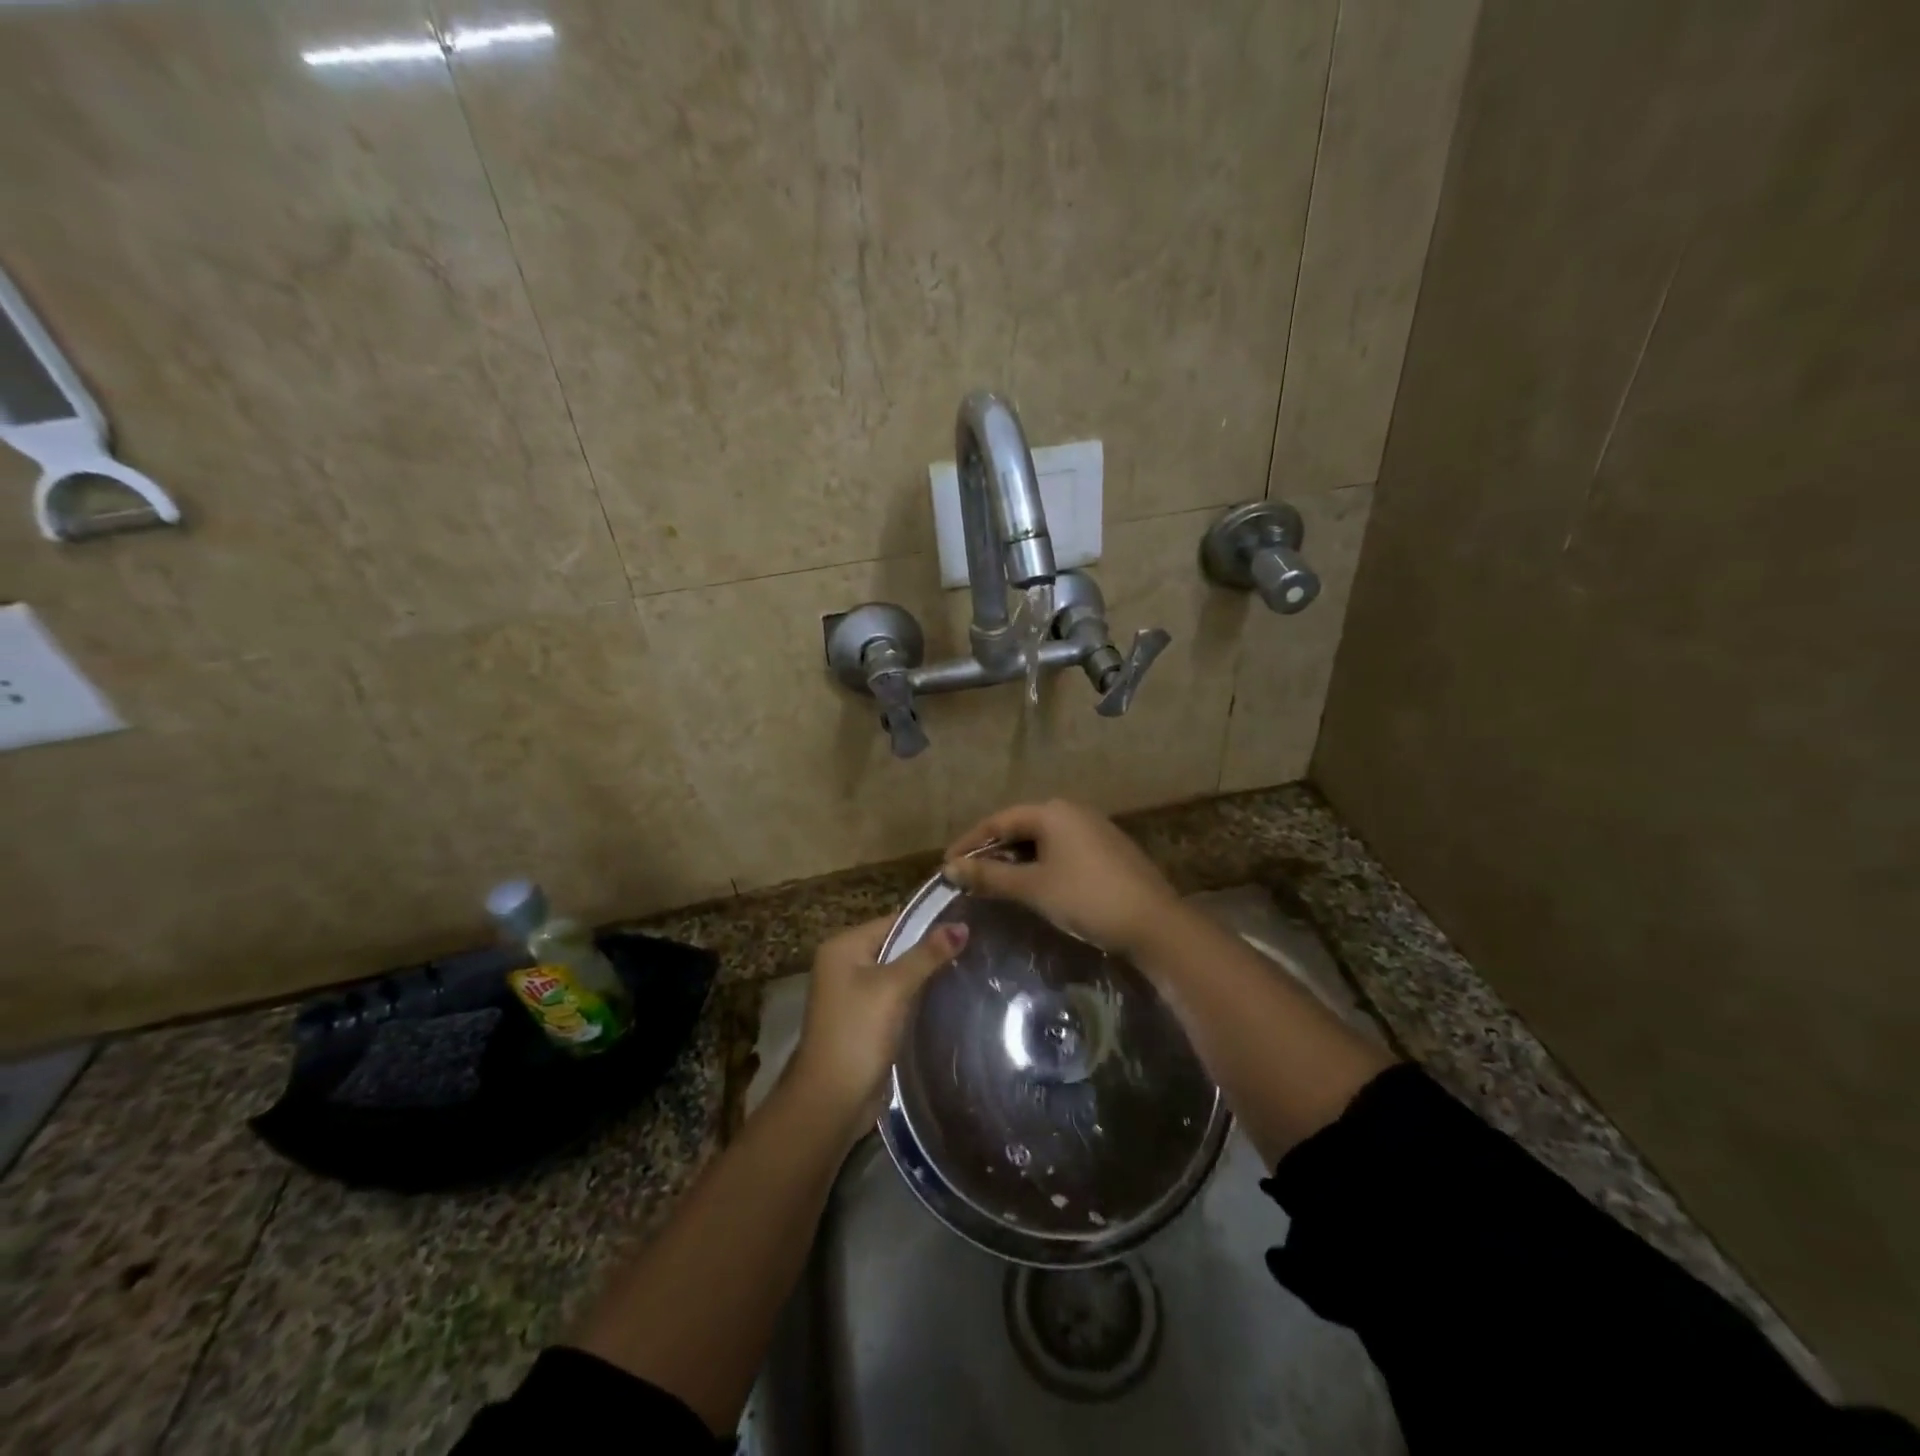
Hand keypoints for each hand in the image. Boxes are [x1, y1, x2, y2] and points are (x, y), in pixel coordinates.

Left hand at [786, 915, 968, 1135]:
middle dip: (929, 951)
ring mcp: (851, 994)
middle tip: (974, 949)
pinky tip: (946, 999)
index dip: (930, 924)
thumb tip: (962, 924)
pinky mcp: (863, 1020)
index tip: (969, 926)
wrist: (831, 1101)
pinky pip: (894, 998)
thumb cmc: (858, 1033)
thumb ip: (927, 955)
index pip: (894, 921)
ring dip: (925, 976)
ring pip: (897, 974)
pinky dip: (915, 998)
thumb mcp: (894, 988)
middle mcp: (843, 964)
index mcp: (843, 946)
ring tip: (968, 970)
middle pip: (895, 946)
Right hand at [941, 800, 1180, 956]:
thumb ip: (989, 876)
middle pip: (1020, 826)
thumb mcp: (1033, 888)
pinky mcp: (1107, 850)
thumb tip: (950, 868)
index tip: (947, 865)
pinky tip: (1033, 886)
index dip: (970, 843)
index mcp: (1052, 811)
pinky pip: (1061, 850)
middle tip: (968, 876)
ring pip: (1042, 840)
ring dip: (1016, 860)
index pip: (999, 820)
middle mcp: (1072, 811)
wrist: (1155, 924)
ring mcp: (1093, 829)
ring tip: (994, 883)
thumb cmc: (1086, 898)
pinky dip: (1040, 864)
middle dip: (992, 851)